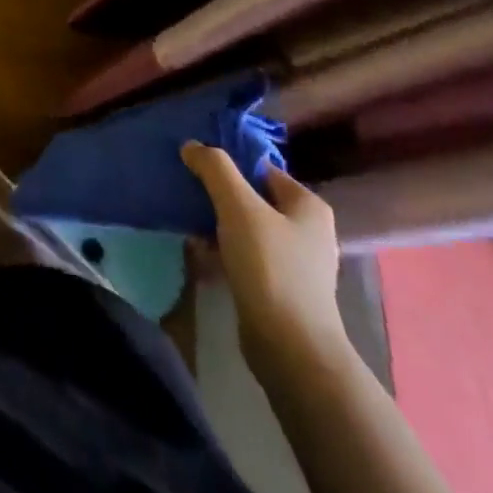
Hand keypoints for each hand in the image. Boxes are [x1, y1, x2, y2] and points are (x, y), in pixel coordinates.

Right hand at [181, 143, 345, 371]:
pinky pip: (244, 253)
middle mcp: (306, 229)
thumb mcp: (238, 207)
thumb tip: (192, 146)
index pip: (261, 168)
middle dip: (217, 194)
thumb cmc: (269, 266)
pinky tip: (198, 251)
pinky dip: (221, 248)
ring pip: (245, 226)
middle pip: (251, 197)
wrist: (289, 346)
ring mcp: (294, 260)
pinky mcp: (278, 285)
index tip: (193, 165)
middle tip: (185, 191)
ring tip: (186, 220)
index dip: (227, 164)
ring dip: (215, 222)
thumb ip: (215, 169)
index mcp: (307, 205)